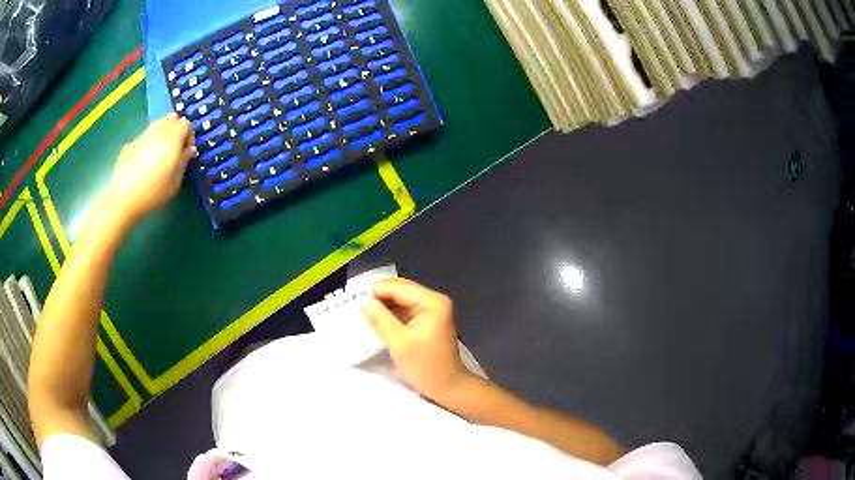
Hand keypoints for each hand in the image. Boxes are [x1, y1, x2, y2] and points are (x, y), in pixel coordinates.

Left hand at [103, 113, 196, 224]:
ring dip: (162, 133)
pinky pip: (145, 137)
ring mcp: (143, 136)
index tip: (186, 152)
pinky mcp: (130, 144)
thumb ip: (184, 160)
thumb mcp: (175, 181)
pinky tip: (144, 163)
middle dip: (176, 128)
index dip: (189, 136)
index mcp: (172, 137)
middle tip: (175, 149)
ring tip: (160, 154)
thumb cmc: (154, 192)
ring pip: (157, 124)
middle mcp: (158, 131)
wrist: (123, 198)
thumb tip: (189, 149)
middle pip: (172, 117)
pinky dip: (149, 143)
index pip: (186, 123)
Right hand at [360, 278, 471, 400]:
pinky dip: (390, 312)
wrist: (448, 387)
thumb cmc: (426, 366)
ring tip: (362, 310)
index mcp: (432, 302)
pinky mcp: (427, 320)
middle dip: (379, 295)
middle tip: (354, 303)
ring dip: (383, 304)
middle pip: (401, 289)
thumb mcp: (399, 344)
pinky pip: (405, 309)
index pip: (399, 288)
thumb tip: (363, 300)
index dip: (376, 291)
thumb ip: (380, 320)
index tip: (353, 298)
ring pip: (401, 299)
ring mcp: (432, 309)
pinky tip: (376, 318)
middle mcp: (434, 300)